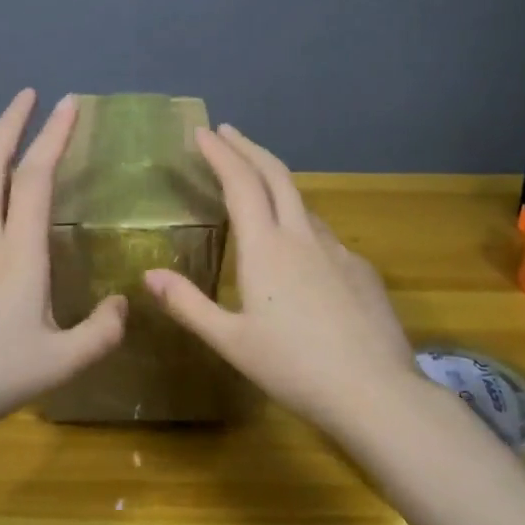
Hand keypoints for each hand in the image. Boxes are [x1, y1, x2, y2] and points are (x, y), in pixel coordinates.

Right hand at [144, 123, 421, 431]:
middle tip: (228, 132)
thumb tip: (149, 274)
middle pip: (276, 175)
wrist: (375, 393)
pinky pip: (324, 235)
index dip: (220, 153)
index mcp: (267, 248)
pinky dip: (301, 223)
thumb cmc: (294, 368)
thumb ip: (188, 305)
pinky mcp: (361, 270)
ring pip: (303, 203)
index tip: (203, 131)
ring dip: (276, 183)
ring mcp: (338, 251)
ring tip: (257, 185)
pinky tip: (300, 250)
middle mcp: (304, 236)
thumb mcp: (231, 341)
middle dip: (249, 148)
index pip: (240, 183)